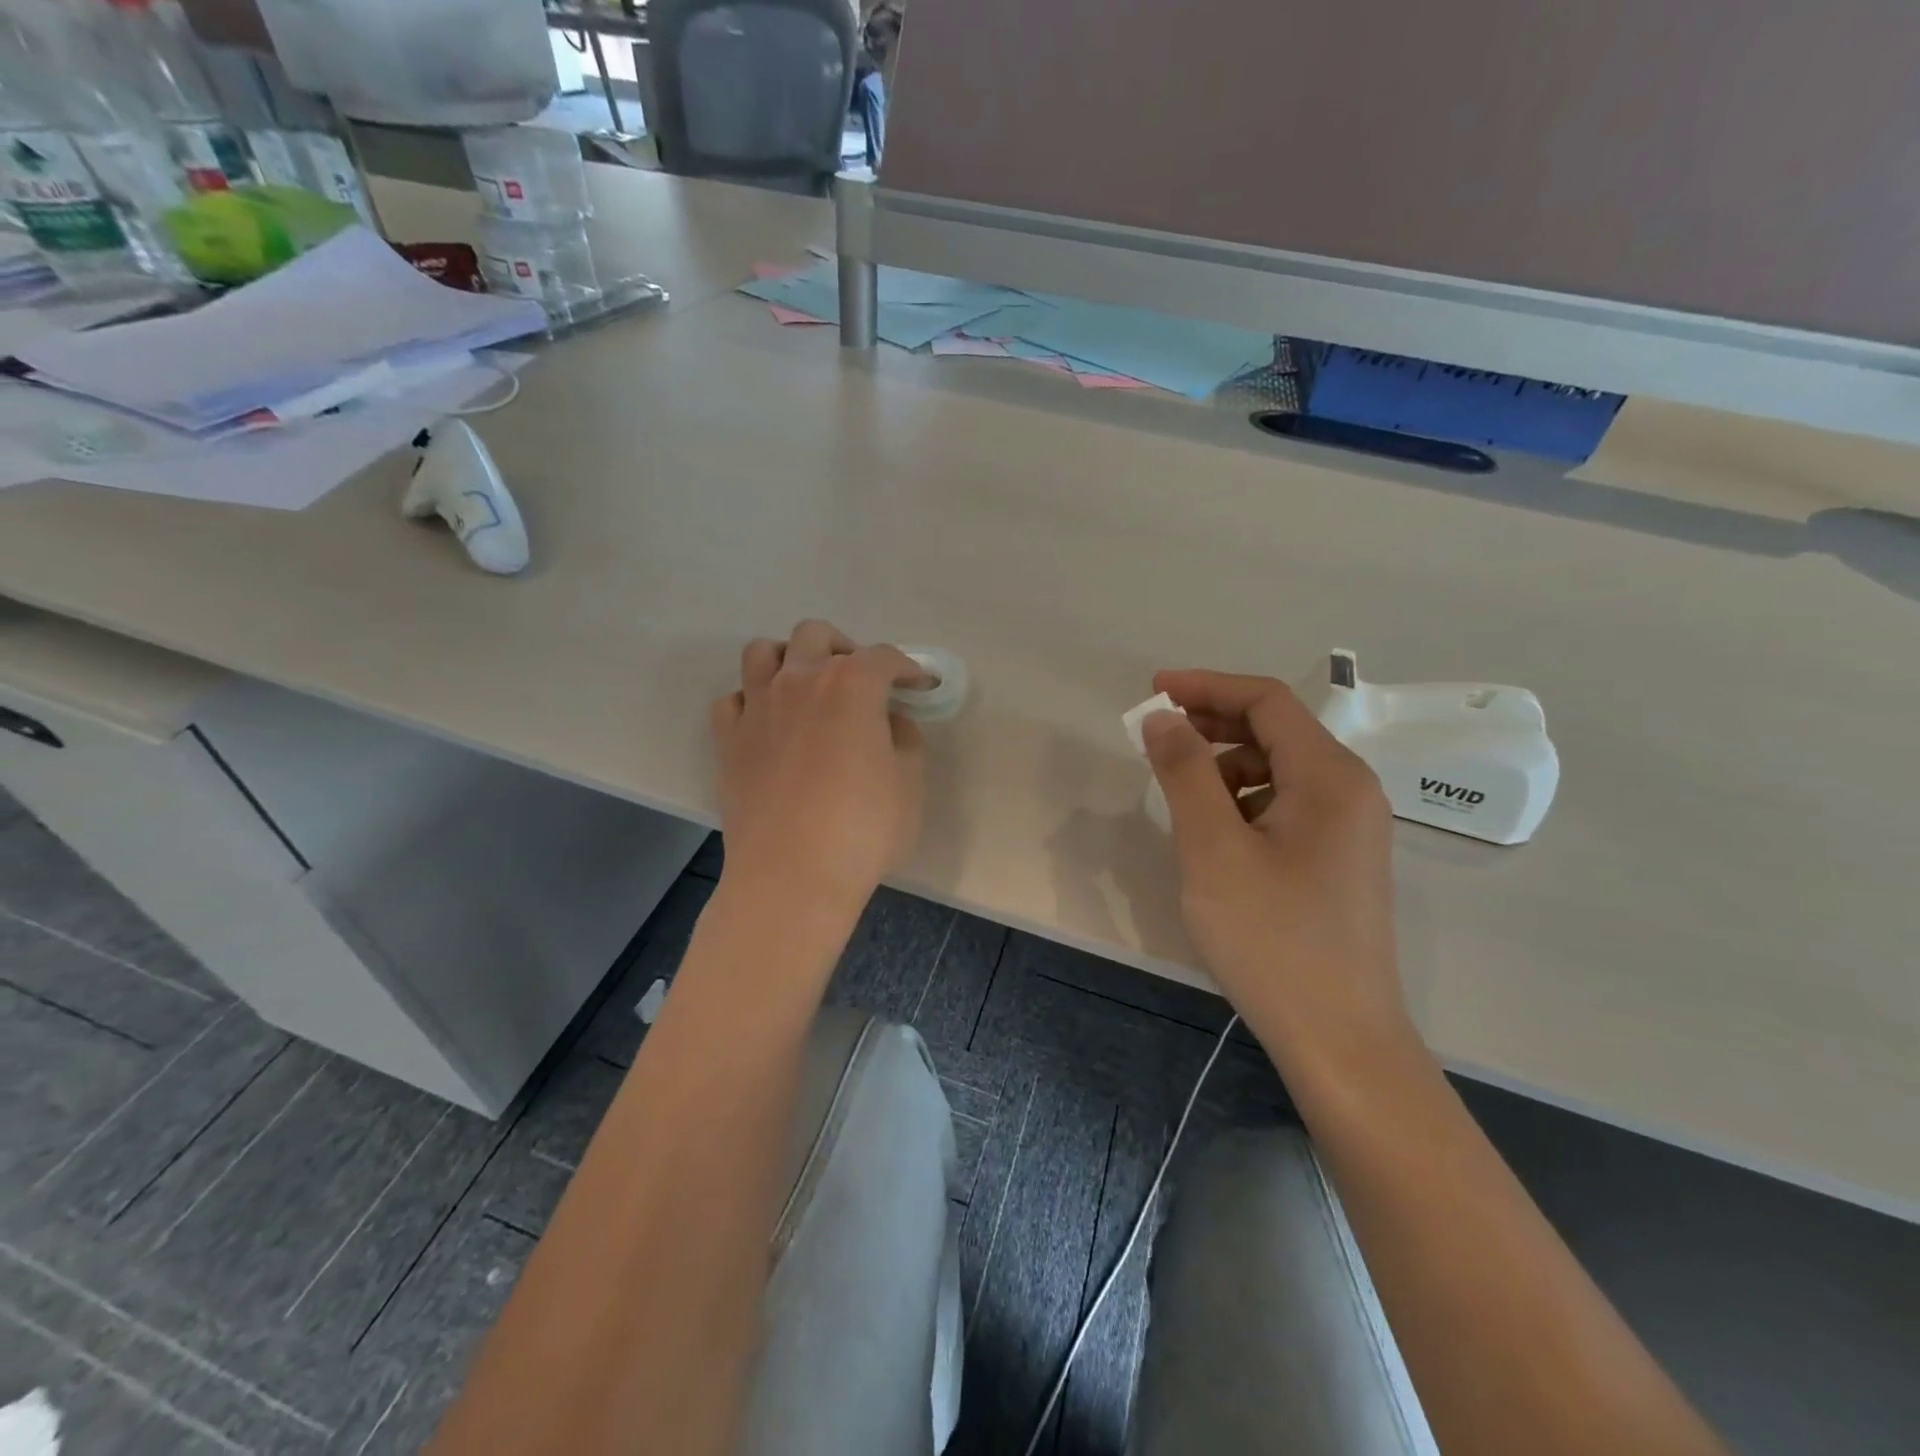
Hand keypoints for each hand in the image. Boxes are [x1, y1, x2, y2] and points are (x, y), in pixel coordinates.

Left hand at [710, 620, 925, 917]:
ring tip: (807, 688)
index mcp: (851, 685)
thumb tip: (888, 721)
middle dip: (844, 649)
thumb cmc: (863, 830)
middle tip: (861, 682)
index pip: (883, 657)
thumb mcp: (909, 783)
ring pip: (762, 652)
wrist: (792, 876)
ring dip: (789, 659)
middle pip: (816, 635)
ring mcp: (757, 707)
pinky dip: (752, 701)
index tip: (920, 685)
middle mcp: (799, 681)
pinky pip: (733, 699)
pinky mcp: (727, 739)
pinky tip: (769, 724)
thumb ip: (903, 739)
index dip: (907, 668)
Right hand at [1142, 669, 1407, 1053]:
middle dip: (1212, 722)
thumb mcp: (1213, 849)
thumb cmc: (1271, 938)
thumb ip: (1185, 773)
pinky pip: (1285, 804)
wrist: (1338, 1037)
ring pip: (1278, 769)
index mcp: (1330, 777)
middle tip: (1155, 736)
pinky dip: (1243, 800)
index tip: (1152, 693)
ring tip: (1180, 794)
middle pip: (1276, 730)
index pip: (1266, 701)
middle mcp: (1351, 791)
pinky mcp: (1339, 859)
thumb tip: (1162, 718)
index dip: (1206, 686)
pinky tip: (1214, 833)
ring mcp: (1350, 828)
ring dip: (1225, 765)